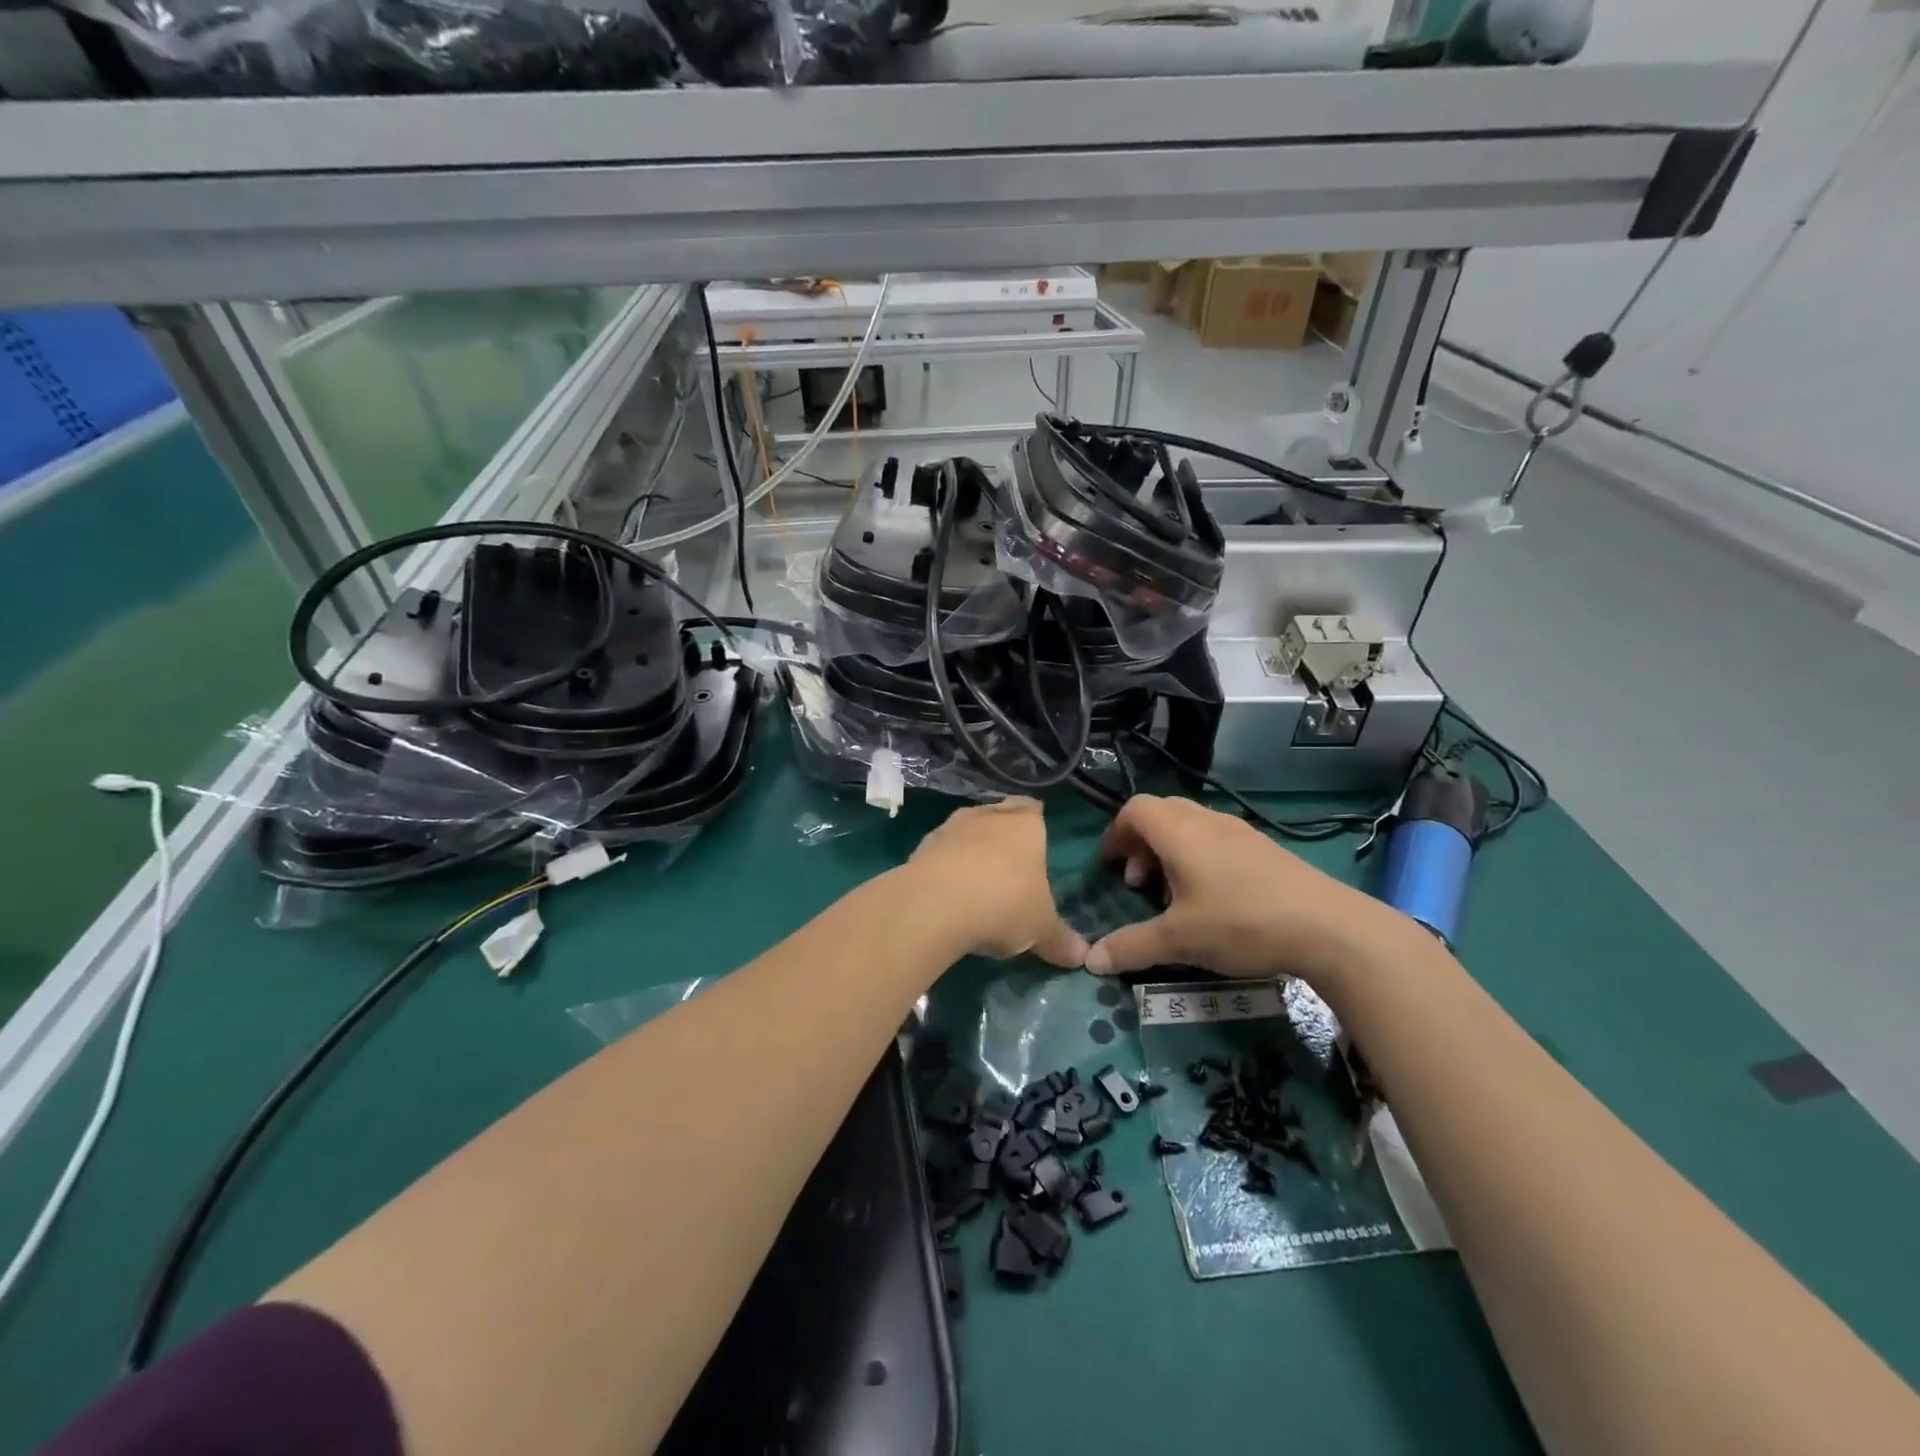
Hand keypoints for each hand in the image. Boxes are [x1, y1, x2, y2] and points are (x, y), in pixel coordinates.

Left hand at [904, 799, 1087, 966]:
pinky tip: (949, 895)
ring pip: (965, 832)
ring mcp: (949, 828)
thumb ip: (1060, 940)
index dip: (1034, 822)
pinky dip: (945, 868)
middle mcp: (986, 815)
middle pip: (998, 816)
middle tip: (1010, 866)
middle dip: (1002, 836)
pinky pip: (940, 854)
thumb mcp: (1041, 929)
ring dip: (970, 851)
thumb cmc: (1003, 903)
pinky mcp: (919, 848)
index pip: (1033, 809)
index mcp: (1024, 824)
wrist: (934, 905)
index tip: (1037, 840)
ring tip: (977, 883)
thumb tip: (1083, 957)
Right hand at [1083, 795, 1397, 985]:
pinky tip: (1213, 899)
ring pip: (1191, 825)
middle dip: (1141, 843)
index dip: (1115, 833)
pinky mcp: (1265, 848)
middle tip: (1140, 883)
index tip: (1111, 866)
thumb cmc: (1241, 923)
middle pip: (1161, 813)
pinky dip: (1200, 857)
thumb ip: (1131, 947)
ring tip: (1174, 895)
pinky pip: (1217, 838)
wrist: (1329, 928)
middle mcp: (1207, 821)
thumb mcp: (1179, 940)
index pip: (1134, 809)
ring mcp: (1240, 831)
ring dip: (1171, 851)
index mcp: (1179, 832)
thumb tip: (1090, 961)